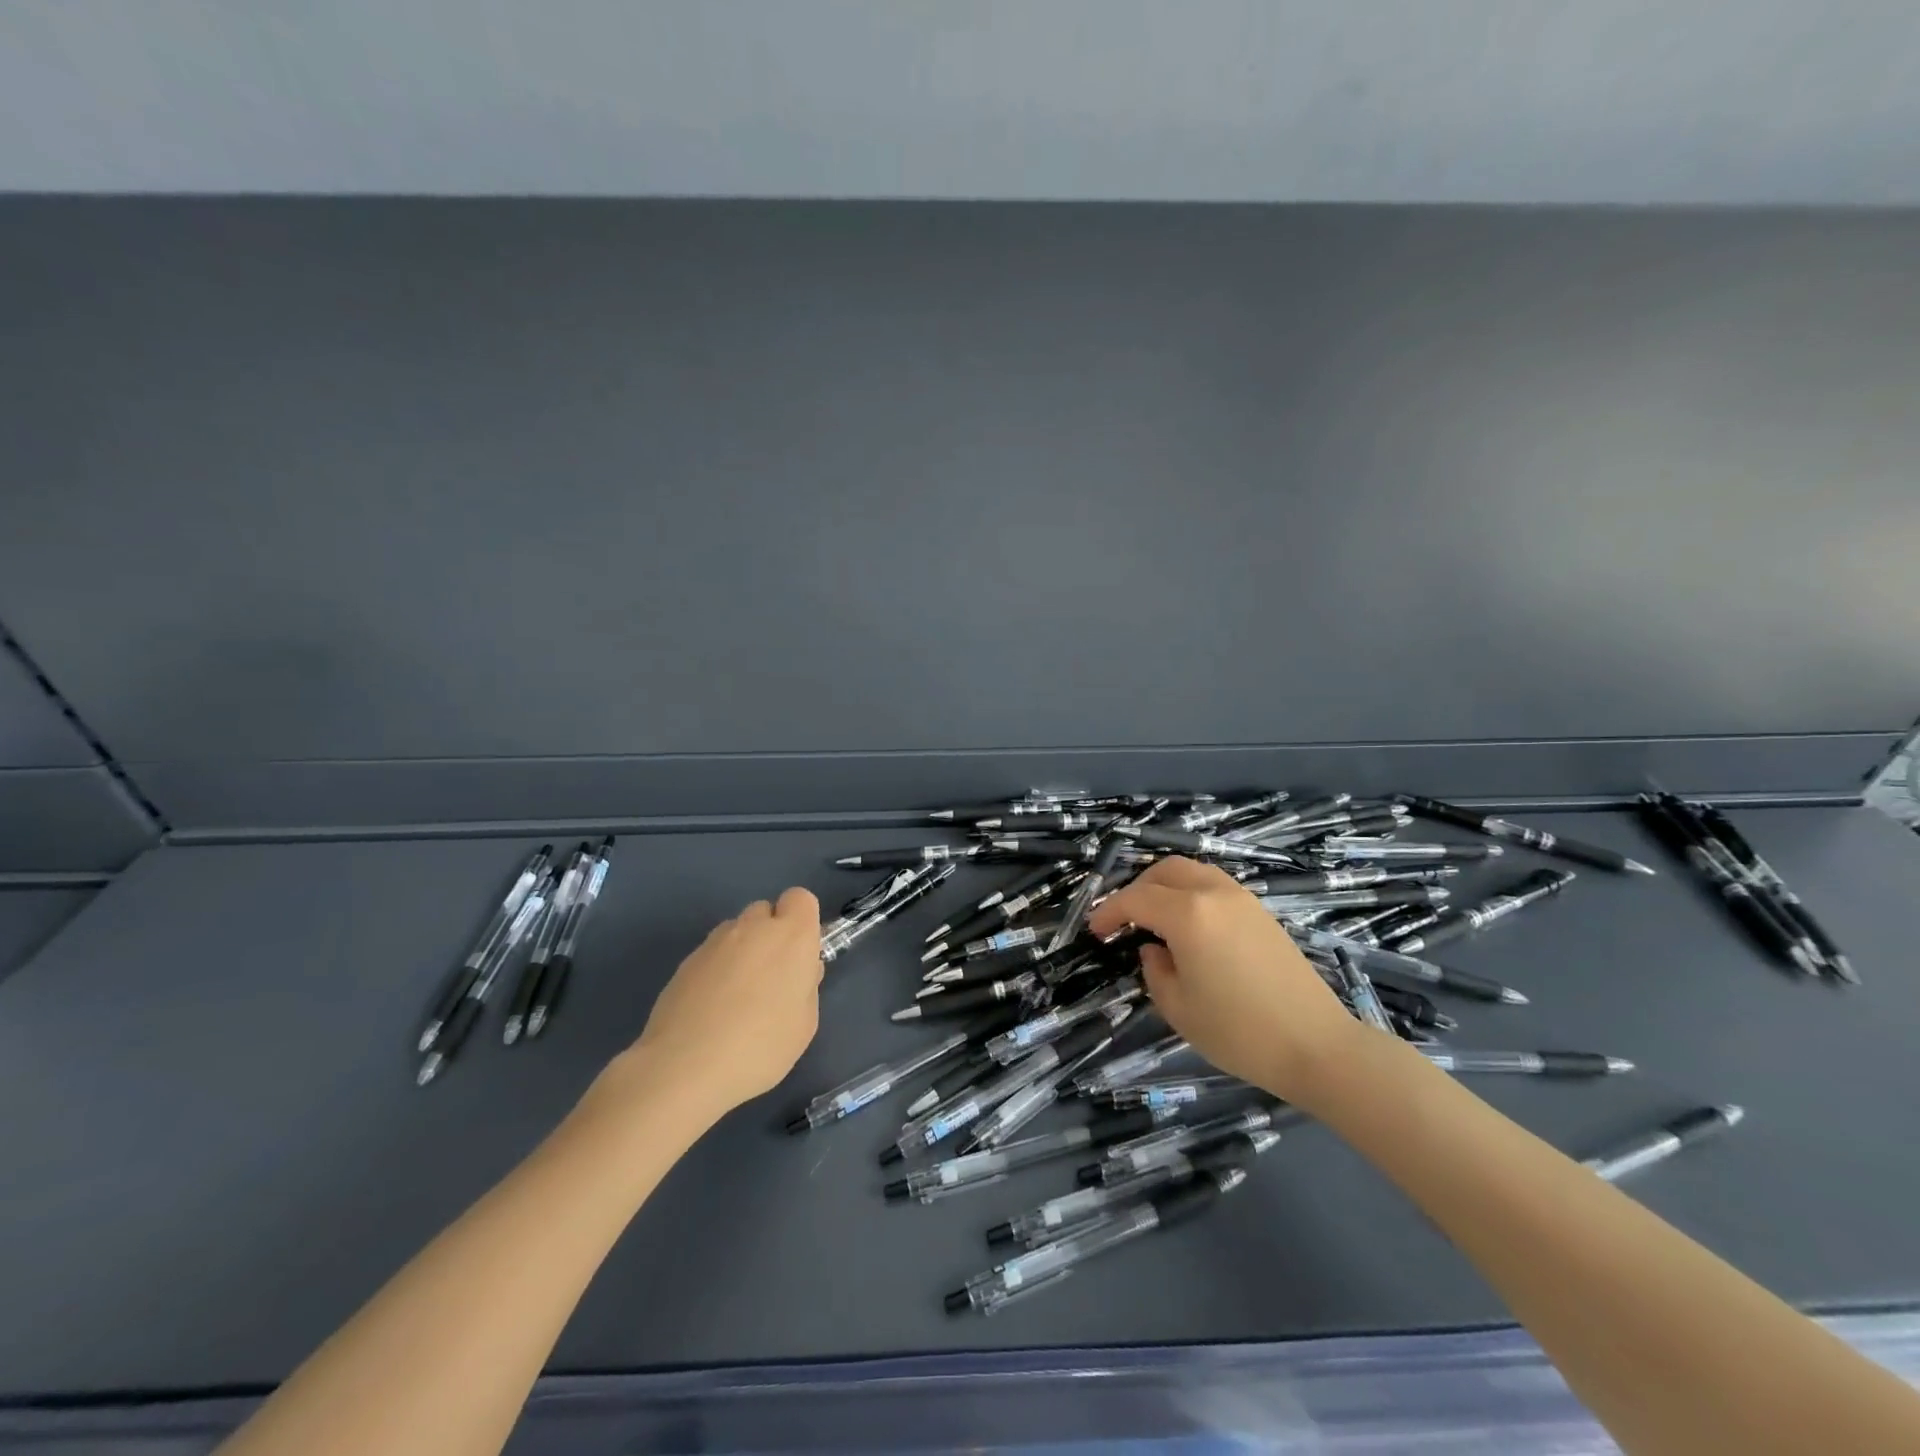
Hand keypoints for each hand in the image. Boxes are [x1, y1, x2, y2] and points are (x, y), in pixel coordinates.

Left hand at [619, 887, 823, 1118]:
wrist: (684, 1067)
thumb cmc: (760, 1047)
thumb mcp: (804, 1024)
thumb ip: (806, 986)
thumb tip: (797, 972)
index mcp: (791, 936)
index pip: (800, 898)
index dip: (802, 922)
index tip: (799, 955)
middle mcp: (753, 928)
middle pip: (766, 912)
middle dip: (770, 935)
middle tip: (770, 979)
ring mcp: (715, 942)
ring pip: (736, 931)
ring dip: (742, 951)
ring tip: (735, 997)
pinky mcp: (685, 961)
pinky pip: (711, 954)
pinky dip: (716, 970)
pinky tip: (710, 1009)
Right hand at [1089, 858, 1361, 1108]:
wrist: (1317, 1046)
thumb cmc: (1239, 1032)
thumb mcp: (1178, 1008)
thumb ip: (1155, 971)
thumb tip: (1154, 950)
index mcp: (1188, 915)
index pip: (1136, 899)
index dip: (1109, 912)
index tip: (1095, 931)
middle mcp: (1214, 894)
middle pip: (1165, 871)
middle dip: (1137, 888)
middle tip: (1123, 919)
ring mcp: (1243, 899)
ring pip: (1192, 872)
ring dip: (1165, 886)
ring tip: (1154, 919)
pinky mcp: (1262, 913)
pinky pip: (1215, 886)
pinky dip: (1191, 893)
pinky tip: (1189, 927)